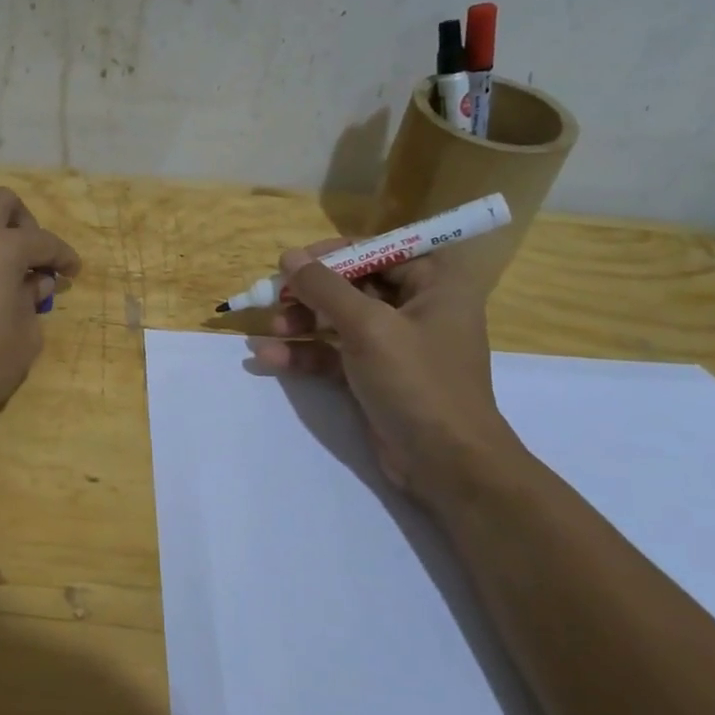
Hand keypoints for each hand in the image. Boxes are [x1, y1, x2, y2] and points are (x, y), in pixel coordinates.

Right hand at [247, 242, 525, 504]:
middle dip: (310, 292)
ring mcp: (393, 345)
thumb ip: (325, 288)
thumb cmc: (418, 382)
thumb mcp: (369, 327)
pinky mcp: (373, 376)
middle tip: (275, 297)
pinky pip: (333, 354)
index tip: (294, 261)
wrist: (446, 463)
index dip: (335, 254)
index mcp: (434, 285)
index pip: (379, 251)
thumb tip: (289, 256)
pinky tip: (268, 357)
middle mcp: (416, 309)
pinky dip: (304, 354)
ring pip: (338, 320)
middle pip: (353, 285)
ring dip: (301, 323)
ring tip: (269, 329)